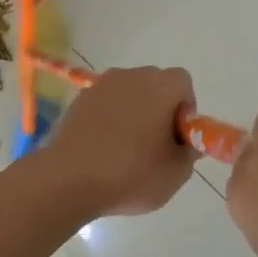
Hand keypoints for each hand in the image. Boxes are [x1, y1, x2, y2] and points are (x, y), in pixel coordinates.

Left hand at [38, 66, 197, 215]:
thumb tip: (185, 141)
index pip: (182, 82)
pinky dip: (109, 118)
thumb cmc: (130, 174)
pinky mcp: (79, 100)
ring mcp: (100, 86)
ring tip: (127, 149)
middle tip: (156, 144)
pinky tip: (103, 148)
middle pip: (154, 84)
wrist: (68, 179)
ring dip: (134, 112)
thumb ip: (189, 151)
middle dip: (160, 108)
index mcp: (159, 86)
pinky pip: (105, 103)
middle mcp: (130, 76)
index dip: (185, 108)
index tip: (178, 136)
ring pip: (128, 93)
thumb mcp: (175, 173)